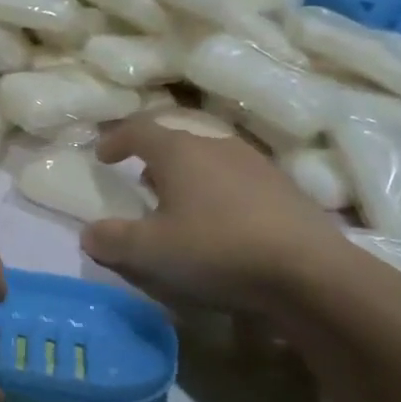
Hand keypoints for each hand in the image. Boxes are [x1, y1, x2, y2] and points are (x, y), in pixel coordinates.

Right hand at [81, 114, 353, 313]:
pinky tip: (224, 225)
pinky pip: (238, 180)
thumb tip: (89, 233)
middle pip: (175, 142)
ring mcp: (255, 164)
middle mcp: (216, 145)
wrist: (311, 272)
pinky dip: (220, 193)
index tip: (102, 155)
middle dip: (153, 161)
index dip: (116, 139)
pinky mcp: (284, 188)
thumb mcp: (151, 252)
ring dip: (188, 177)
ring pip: (209, 160)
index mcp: (179, 151)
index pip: (138, 130)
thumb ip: (112, 240)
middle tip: (142, 186)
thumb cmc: (218, 250)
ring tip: (182, 207)